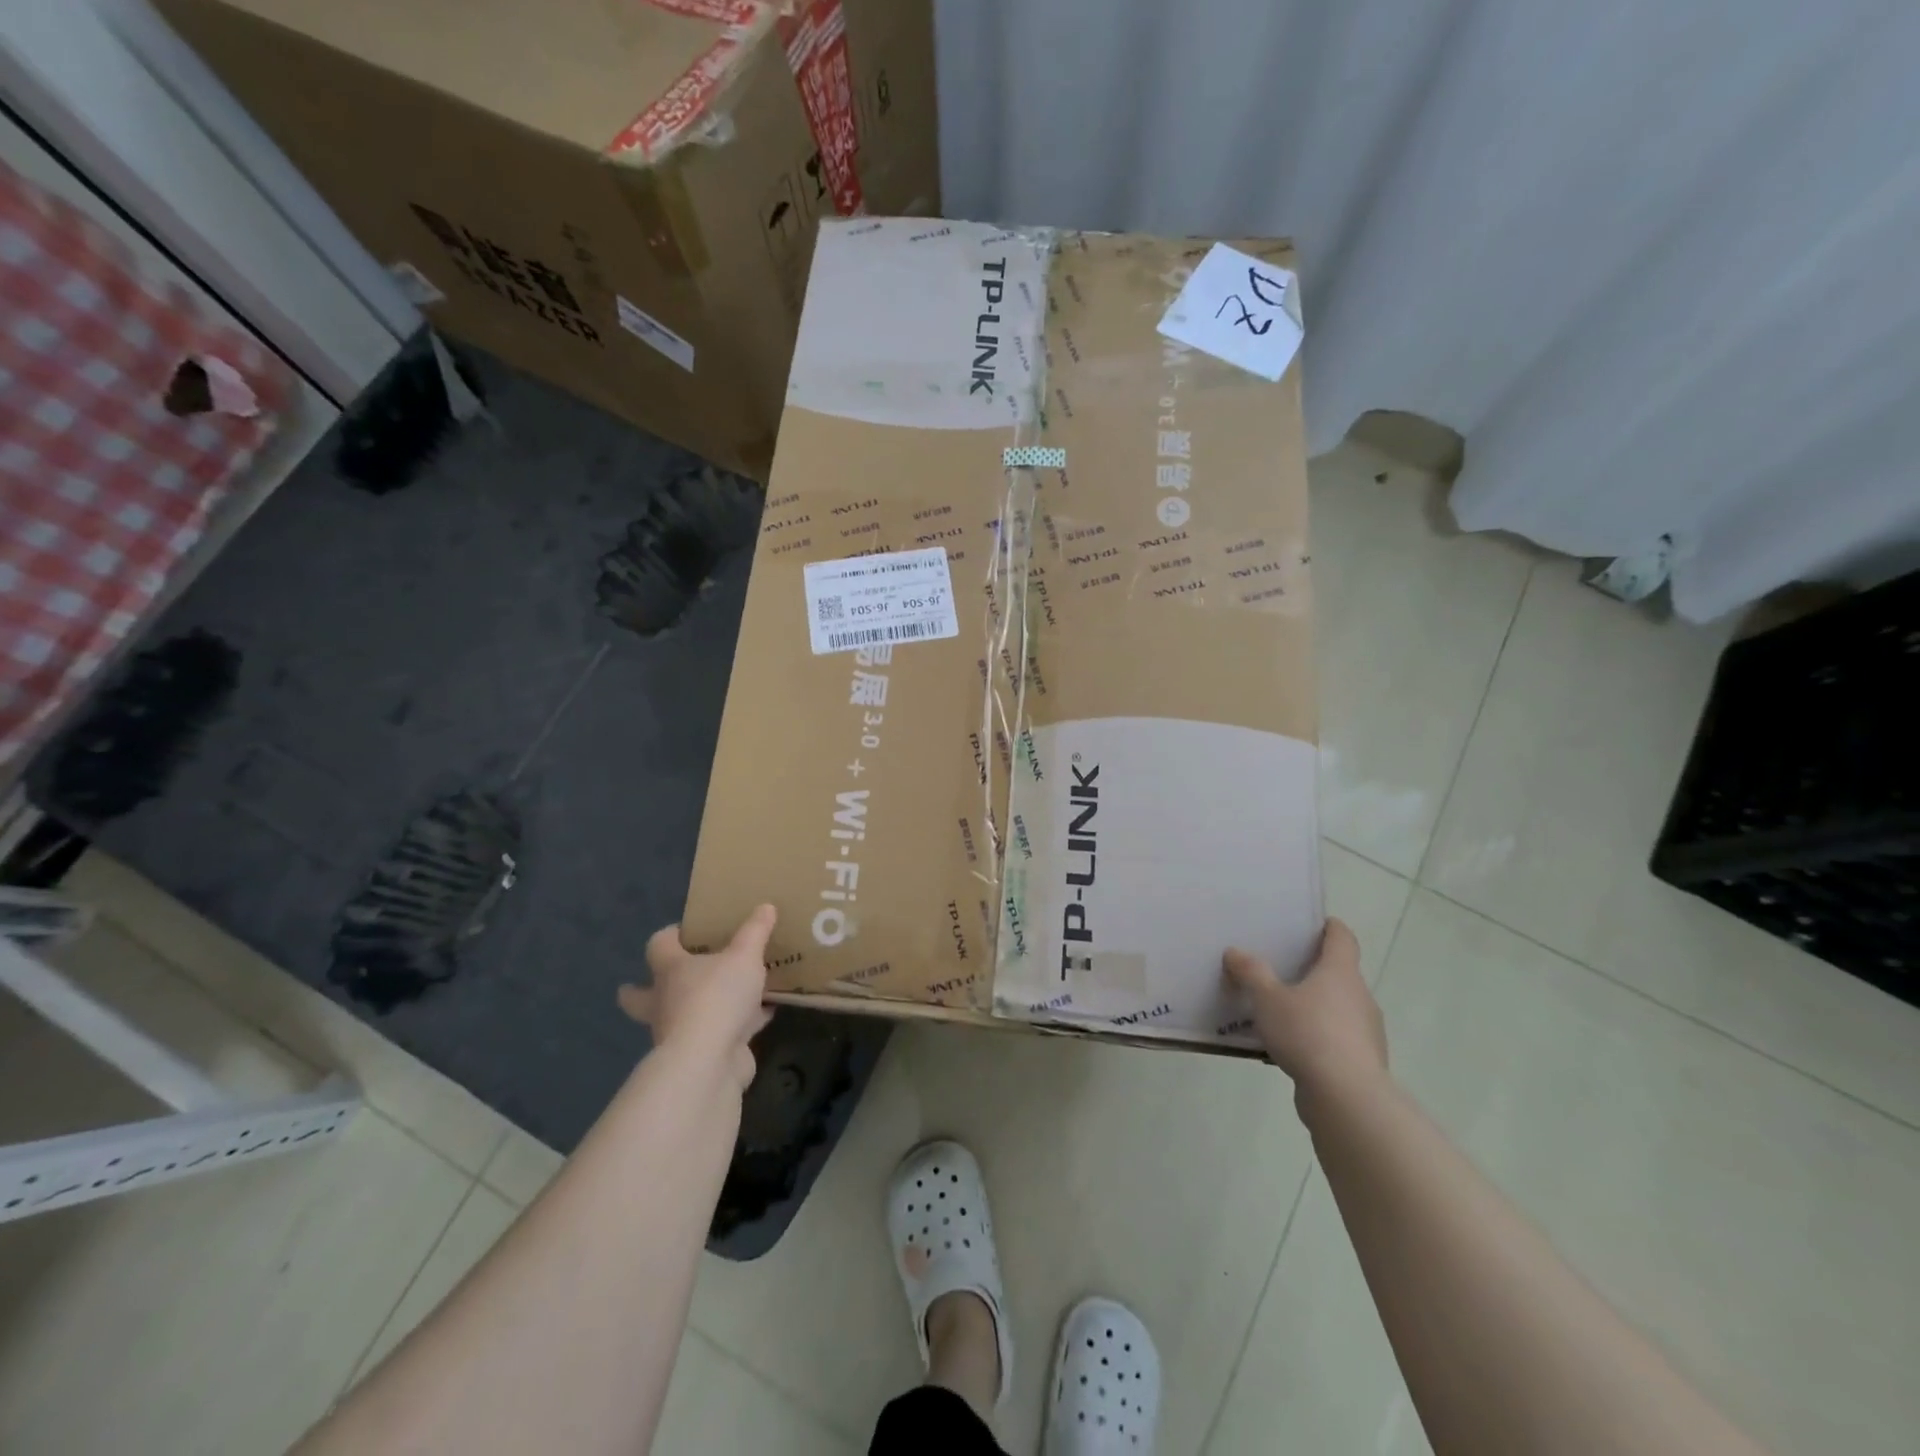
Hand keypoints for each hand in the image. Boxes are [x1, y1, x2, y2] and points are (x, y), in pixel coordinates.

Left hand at [618, 906, 776, 1090]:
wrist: (709, 1062)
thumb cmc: (716, 997)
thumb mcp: (744, 955)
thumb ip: (755, 931)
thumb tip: (765, 906)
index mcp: (669, 970)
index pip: (658, 945)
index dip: (670, 935)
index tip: (685, 931)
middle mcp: (665, 1001)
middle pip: (641, 995)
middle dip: (644, 989)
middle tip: (666, 979)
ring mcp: (679, 1032)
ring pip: (682, 1016)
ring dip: (699, 1007)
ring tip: (729, 994)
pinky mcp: (703, 1054)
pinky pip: (722, 1031)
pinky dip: (740, 1023)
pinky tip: (765, 1013)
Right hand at [1223, 918, 1386, 1105]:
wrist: (1346, 1098)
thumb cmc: (1308, 1034)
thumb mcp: (1267, 999)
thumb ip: (1251, 973)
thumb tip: (1235, 952)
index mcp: (1340, 972)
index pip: (1342, 938)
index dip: (1330, 927)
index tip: (1314, 923)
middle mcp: (1359, 997)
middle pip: (1340, 973)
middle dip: (1314, 970)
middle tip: (1281, 967)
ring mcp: (1365, 1031)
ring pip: (1338, 1008)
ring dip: (1315, 1006)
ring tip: (1280, 1011)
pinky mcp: (1361, 1062)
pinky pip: (1336, 1039)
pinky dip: (1317, 1037)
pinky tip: (1290, 1047)